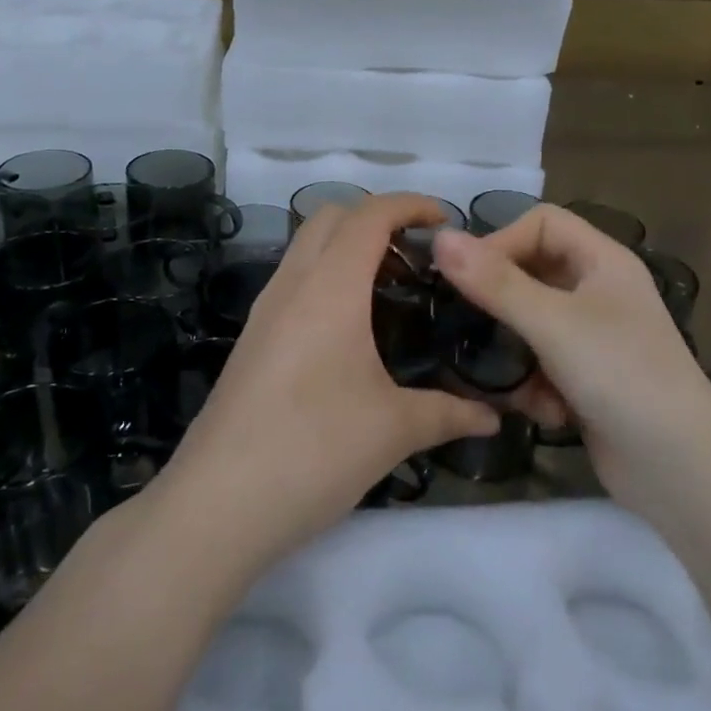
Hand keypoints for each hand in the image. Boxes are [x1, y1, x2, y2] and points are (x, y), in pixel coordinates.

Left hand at [155, 193, 499, 568]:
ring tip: (391, 288)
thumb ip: (450, 413)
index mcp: (330, 288)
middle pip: (331, 217)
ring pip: (306, 248)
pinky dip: (327, 277)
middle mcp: (292, 285)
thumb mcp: (394, 430)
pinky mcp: (251, 341)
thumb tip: (494, 417)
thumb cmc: (314, 451)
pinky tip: (351, 329)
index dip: (411, 205)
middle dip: (377, 218)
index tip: (446, 222)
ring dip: (347, 247)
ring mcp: (264, 312)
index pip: (370, 215)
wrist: (217, 505)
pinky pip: (293, 282)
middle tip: (418, 255)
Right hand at [432, 205, 710, 517]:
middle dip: (500, 301)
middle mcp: (599, 292)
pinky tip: (540, 411)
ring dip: (514, 351)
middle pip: (533, 274)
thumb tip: (439, 237)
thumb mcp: (553, 323)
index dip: (501, 241)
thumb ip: (495, 282)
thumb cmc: (621, 375)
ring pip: (531, 324)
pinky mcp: (587, 381)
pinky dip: (534, 385)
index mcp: (603, 261)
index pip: (541, 224)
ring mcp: (594, 339)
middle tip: (464, 323)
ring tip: (501, 375)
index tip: (465, 277)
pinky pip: (542, 365)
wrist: (681, 469)